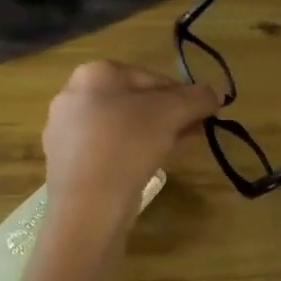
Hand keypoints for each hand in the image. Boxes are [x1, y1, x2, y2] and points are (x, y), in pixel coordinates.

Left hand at [42, 61, 220, 220]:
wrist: (86, 207)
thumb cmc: (127, 145)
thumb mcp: (171, 114)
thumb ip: (197, 98)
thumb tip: (215, 95)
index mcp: (96, 73)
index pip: (154, 78)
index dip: (185, 96)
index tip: (205, 116)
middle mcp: (74, 94)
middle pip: (136, 101)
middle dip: (169, 116)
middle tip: (194, 134)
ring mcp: (65, 129)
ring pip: (122, 125)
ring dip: (152, 134)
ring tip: (174, 151)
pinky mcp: (66, 161)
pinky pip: (108, 149)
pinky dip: (129, 153)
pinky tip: (145, 168)